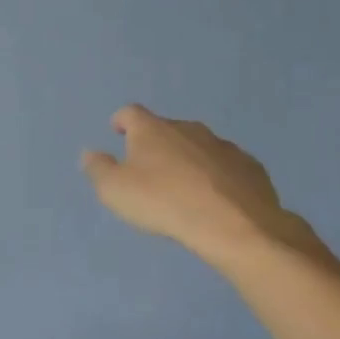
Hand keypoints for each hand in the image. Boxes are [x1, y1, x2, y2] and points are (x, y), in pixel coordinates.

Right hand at [81, 104, 333, 268]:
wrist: (234, 225)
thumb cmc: (164, 202)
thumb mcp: (115, 191)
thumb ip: (98, 169)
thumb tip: (89, 152)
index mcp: (152, 129)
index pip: (131, 113)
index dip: (122, 121)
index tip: (118, 131)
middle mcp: (187, 128)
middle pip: (166, 128)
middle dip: (157, 143)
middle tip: (151, 166)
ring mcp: (222, 146)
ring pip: (199, 146)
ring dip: (189, 159)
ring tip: (185, 184)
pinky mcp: (250, 167)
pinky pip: (227, 166)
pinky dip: (218, 175)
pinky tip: (217, 197)